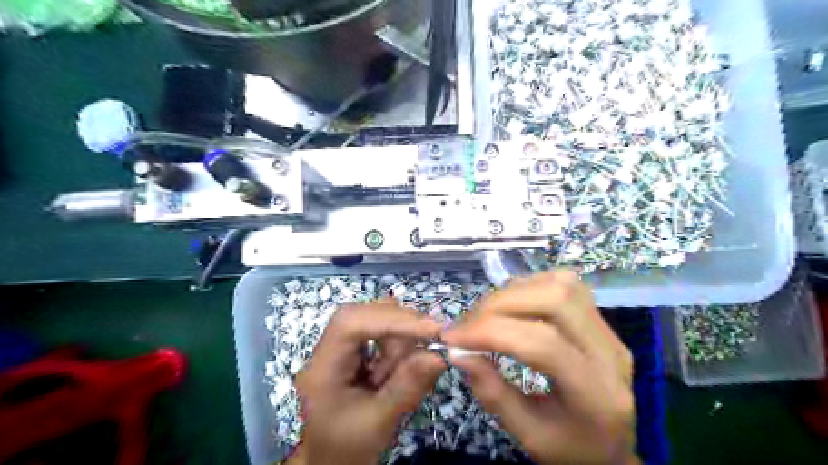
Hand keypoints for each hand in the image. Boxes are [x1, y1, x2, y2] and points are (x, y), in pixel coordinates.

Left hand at [288, 304, 445, 464]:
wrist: (330, 461)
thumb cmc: (348, 447)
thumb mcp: (380, 421)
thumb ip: (408, 386)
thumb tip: (439, 354)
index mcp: (323, 368)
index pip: (351, 324)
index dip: (391, 320)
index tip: (430, 328)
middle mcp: (327, 348)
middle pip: (364, 315)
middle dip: (400, 327)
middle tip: (432, 340)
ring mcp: (339, 347)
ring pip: (375, 319)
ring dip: (400, 340)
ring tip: (403, 369)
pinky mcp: (352, 350)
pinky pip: (379, 332)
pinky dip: (398, 345)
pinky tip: (397, 368)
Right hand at [444, 271, 634, 462]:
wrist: (612, 449)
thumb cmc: (571, 450)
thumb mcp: (528, 436)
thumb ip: (492, 393)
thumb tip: (458, 352)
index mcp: (597, 394)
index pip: (543, 344)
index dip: (491, 332)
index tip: (452, 338)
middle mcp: (610, 353)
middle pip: (555, 300)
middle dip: (499, 305)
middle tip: (467, 325)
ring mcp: (609, 331)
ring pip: (561, 284)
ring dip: (513, 292)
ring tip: (486, 315)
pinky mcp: (600, 320)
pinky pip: (563, 284)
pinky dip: (528, 288)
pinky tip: (510, 306)